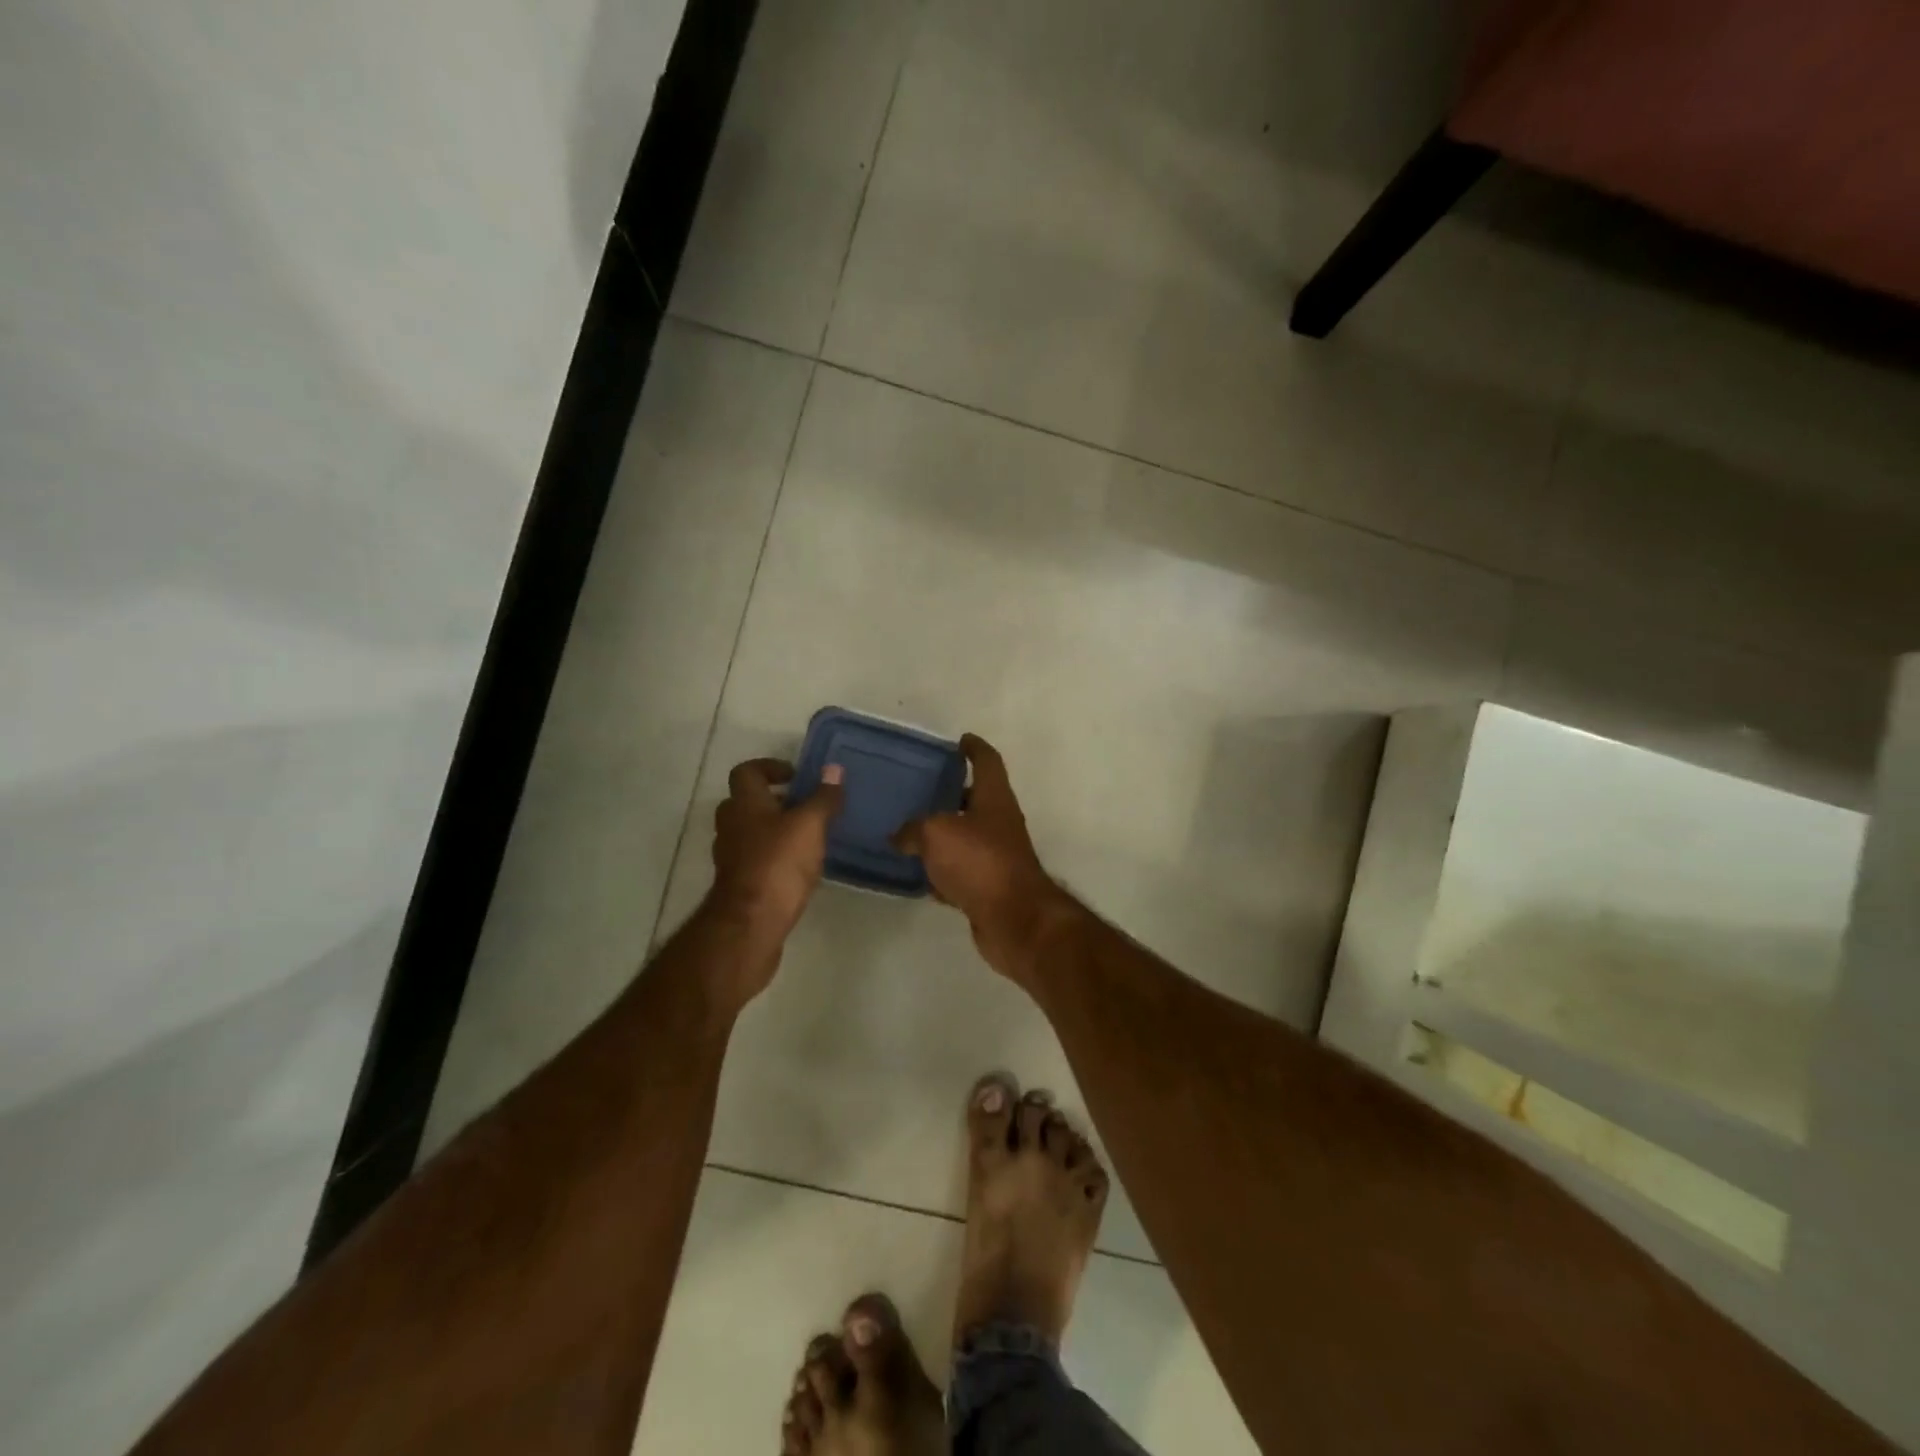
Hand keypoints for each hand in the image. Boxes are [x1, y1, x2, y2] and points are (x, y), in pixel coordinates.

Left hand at [707, 758, 844, 988]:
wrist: (751, 924)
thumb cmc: (778, 864)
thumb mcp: (809, 825)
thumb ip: (823, 797)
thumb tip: (834, 769)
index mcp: (744, 804)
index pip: (747, 771)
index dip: (770, 767)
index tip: (796, 776)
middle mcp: (732, 826)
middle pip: (747, 802)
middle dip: (775, 800)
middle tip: (806, 806)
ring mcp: (732, 857)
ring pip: (751, 832)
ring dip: (775, 829)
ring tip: (809, 837)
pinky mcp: (739, 884)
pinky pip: (756, 859)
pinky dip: (774, 856)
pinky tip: (800, 867)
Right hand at [892, 734, 1071, 977]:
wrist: (1014, 918)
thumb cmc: (979, 861)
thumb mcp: (936, 833)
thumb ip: (913, 829)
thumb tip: (899, 837)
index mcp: (994, 798)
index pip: (987, 761)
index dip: (974, 748)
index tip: (960, 740)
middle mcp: (999, 822)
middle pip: (976, 799)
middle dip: (951, 792)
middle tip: (920, 788)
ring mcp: (996, 856)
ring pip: (966, 836)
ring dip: (943, 834)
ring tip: (909, 829)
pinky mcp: (989, 886)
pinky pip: (960, 871)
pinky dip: (942, 870)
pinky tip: (918, 874)